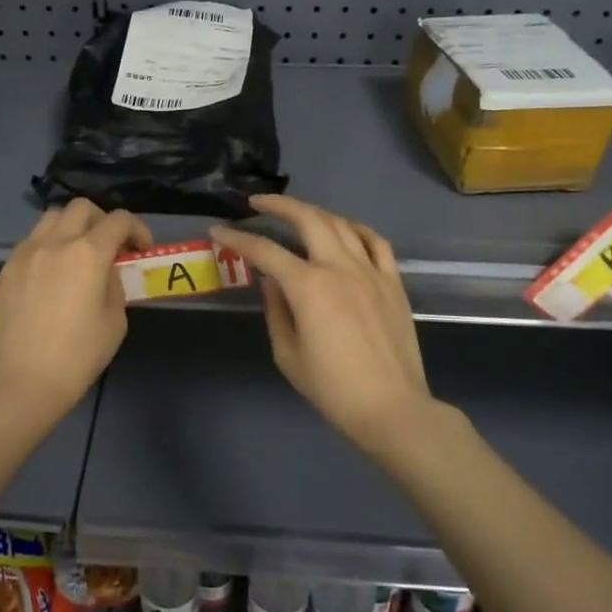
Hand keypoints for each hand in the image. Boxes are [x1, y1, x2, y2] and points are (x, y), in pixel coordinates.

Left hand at [0, 199, 151, 431]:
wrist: (19, 384)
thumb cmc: (76, 357)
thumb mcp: (115, 322)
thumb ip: (115, 286)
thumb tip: (105, 273)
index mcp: (87, 253)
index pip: (118, 220)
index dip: (137, 229)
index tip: (141, 249)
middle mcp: (53, 243)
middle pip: (81, 208)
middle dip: (102, 221)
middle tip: (110, 247)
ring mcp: (23, 255)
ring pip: (50, 219)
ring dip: (71, 228)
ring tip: (78, 256)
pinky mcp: (4, 271)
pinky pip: (30, 245)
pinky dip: (47, 249)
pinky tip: (51, 278)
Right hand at [212, 196, 437, 452]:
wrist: (392, 408)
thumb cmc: (333, 389)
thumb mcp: (288, 354)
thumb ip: (276, 310)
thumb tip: (271, 281)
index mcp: (309, 287)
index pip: (265, 251)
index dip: (237, 238)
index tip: (218, 231)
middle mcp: (339, 268)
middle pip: (308, 219)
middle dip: (278, 205)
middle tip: (257, 203)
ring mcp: (371, 271)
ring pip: (341, 224)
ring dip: (314, 213)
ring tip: (296, 214)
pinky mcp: (393, 282)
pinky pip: (376, 242)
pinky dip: (356, 229)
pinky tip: (344, 230)